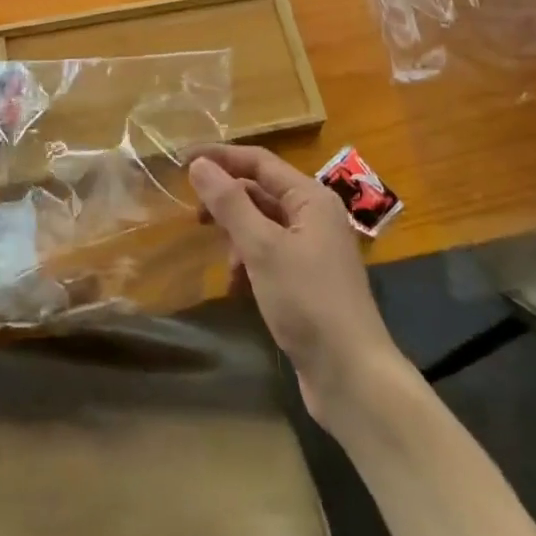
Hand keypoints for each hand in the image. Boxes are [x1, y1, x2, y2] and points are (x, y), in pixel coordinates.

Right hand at [188, 146, 410, 432]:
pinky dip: (250, 265)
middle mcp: (315, 216)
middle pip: (261, 192)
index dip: (221, 157)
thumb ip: (229, 203)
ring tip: (225, 267)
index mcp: (311, 198)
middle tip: (195, 218)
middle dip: (228, 204)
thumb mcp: (262, 248)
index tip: (182, 160)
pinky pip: (270, 256)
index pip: (259, 161)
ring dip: (238, 239)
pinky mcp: (308, 282)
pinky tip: (237, 289)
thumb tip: (199, 165)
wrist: (352, 378)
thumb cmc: (308, 302)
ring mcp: (313, 250)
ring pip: (263, 226)